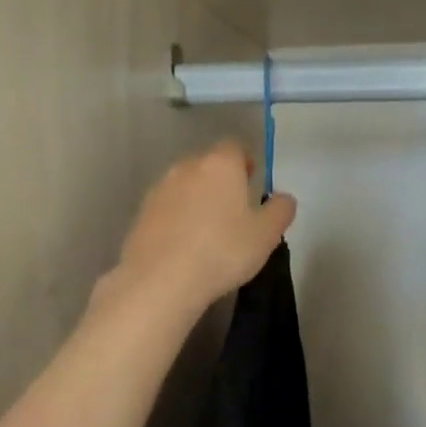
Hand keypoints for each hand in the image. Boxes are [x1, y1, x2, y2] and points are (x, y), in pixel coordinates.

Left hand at [106, 141, 296, 318]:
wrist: (161, 280)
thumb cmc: (223, 251)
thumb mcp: (266, 235)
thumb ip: (280, 210)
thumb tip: (284, 198)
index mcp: (220, 164)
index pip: (235, 146)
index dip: (246, 161)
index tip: (253, 182)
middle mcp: (186, 167)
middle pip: (208, 164)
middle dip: (222, 180)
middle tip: (235, 210)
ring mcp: (159, 189)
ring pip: (186, 185)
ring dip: (198, 199)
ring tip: (209, 230)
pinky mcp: (141, 213)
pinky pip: (168, 207)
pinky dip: (178, 218)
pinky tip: (186, 245)